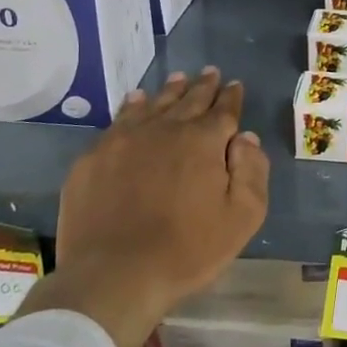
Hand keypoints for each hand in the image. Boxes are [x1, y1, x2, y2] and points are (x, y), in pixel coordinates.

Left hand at [23, 68, 268, 346]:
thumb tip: (245, 138)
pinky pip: (119, 119)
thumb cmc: (186, 250)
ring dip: (170, 91)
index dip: (231, 96)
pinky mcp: (95, 156)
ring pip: (154, 104)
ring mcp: (125, 139)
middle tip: (210, 72)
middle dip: (203, 85)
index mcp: (203, 141)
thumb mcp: (241, 218)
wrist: (113, 274)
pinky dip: (133, 106)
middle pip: (189, 99)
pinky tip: (136, 101)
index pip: (223, 110)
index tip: (234, 84)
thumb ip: (252, 172)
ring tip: (178, 78)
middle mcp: (166, 129)